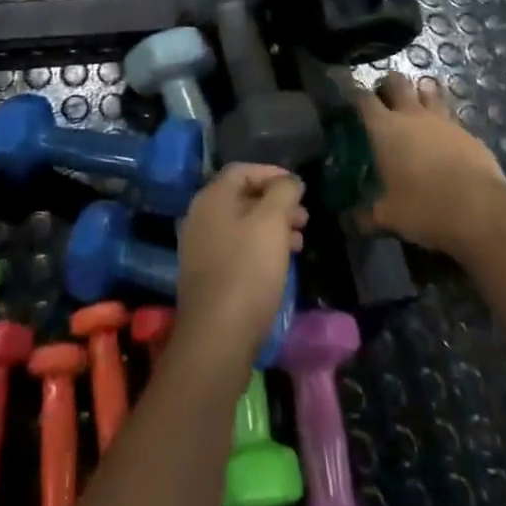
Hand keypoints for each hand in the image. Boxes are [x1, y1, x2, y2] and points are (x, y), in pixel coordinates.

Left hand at [175, 164, 306, 369]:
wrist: (217, 335)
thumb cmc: (247, 270)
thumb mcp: (272, 223)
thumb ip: (283, 193)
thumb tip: (289, 181)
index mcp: (212, 197)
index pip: (243, 170)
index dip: (272, 174)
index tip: (299, 188)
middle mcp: (201, 215)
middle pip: (242, 197)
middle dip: (276, 203)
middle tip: (304, 218)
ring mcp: (200, 246)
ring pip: (241, 224)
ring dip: (271, 227)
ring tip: (299, 242)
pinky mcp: (206, 273)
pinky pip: (236, 247)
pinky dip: (259, 247)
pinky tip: (280, 263)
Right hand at [354, 73, 505, 259]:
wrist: (482, 212)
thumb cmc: (424, 208)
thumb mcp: (389, 217)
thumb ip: (366, 216)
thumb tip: (347, 222)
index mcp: (385, 128)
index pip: (363, 98)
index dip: (354, 93)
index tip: (349, 96)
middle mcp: (412, 115)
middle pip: (397, 82)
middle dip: (388, 85)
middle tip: (384, 99)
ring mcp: (444, 121)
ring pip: (428, 91)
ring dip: (420, 95)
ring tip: (416, 110)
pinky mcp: (469, 133)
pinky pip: (452, 118)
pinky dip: (444, 123)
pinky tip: (445, 139)